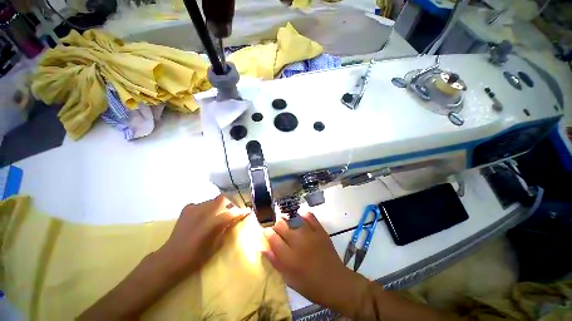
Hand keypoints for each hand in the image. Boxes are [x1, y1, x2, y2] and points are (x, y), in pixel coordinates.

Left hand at [159, 195, 247, 276]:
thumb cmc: (197, 256)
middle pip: (223, 198)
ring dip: (219, 205)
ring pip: (213, 200)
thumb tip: (234, 220)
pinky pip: (202, 204)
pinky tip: (205, 216)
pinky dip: (207, 208)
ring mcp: (195, 208)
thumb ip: (226, 229)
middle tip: (233, 210)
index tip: (247, 212)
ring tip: (218, 214)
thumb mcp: (217, 244)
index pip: (233, 212)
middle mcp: (206, 211)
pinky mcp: (188, 208)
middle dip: (231, 203)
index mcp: (214, 222)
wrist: (172, 258)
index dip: (242, 211)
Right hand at [262, 213, 368, 315]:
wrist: (335, 282)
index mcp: (288, 257)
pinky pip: (310, 216)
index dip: (267, 232)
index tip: (267, 232)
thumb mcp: (289, 279)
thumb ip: (275, 262)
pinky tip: (300, 215)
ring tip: (287, 223)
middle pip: (281, 225)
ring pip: (292, 219)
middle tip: (277, 230)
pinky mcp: (320, 230)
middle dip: (276, 225)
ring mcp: (310, 234)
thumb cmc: (310, 285)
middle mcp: (297, 242)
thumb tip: (262, 248)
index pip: (272, 237)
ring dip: (287, 220)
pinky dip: (303, 214)